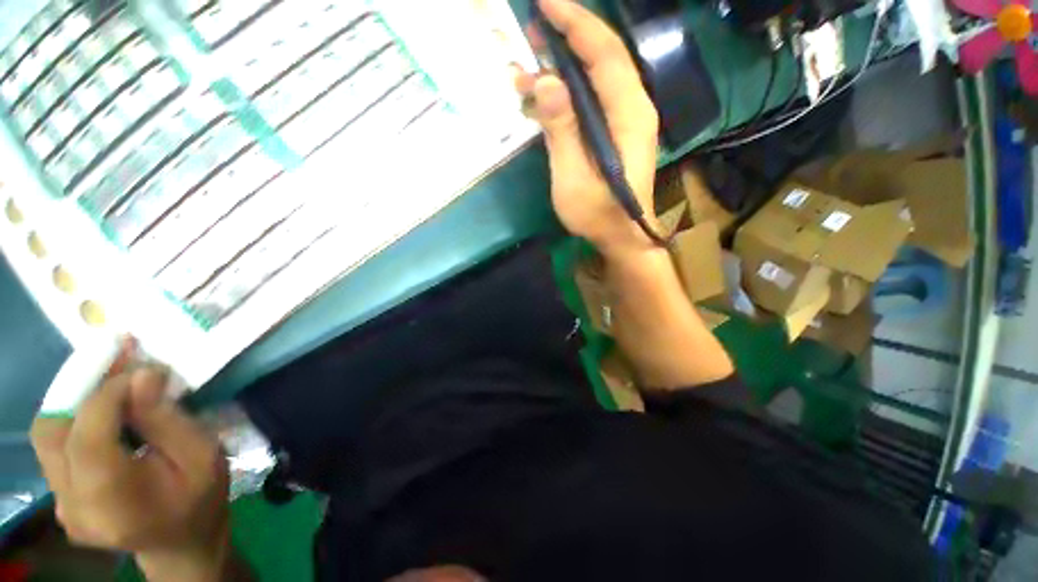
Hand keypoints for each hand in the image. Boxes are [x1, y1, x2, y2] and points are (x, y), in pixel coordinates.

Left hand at [30, 351, 230, 581]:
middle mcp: (73, 505)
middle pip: (52, 433)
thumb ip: (167, 418)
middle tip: (113, 360)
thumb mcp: (202, 456)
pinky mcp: (61, 497)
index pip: (86, 437)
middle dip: (78, 388)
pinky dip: (75, 418)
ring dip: (74, 400)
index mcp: (113, 501)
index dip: (104, 392)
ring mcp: (62, 504)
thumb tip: (142, 374)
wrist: (183, 542)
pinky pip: (56, 447)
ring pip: (47, 436)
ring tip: (109, 380)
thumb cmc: (201, 497)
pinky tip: (102, 410)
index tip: (133, 361)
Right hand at [517, 0, 660, 258]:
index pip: (603, 53)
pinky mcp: (616, 130)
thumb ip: (562, 131)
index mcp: (628, 114)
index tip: (544, 2)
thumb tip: (546, 81)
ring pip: (596, 75)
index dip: (575, 22)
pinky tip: (544, 97)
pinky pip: (593, 97)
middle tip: (530, 26)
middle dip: (568, 34)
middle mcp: (633, 106)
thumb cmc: (599, 214)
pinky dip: (568, 91)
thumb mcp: (573, 178)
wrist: (622, 235)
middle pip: (602, 55)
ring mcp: (626, 118)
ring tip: (528, 66)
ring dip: (563, 65)